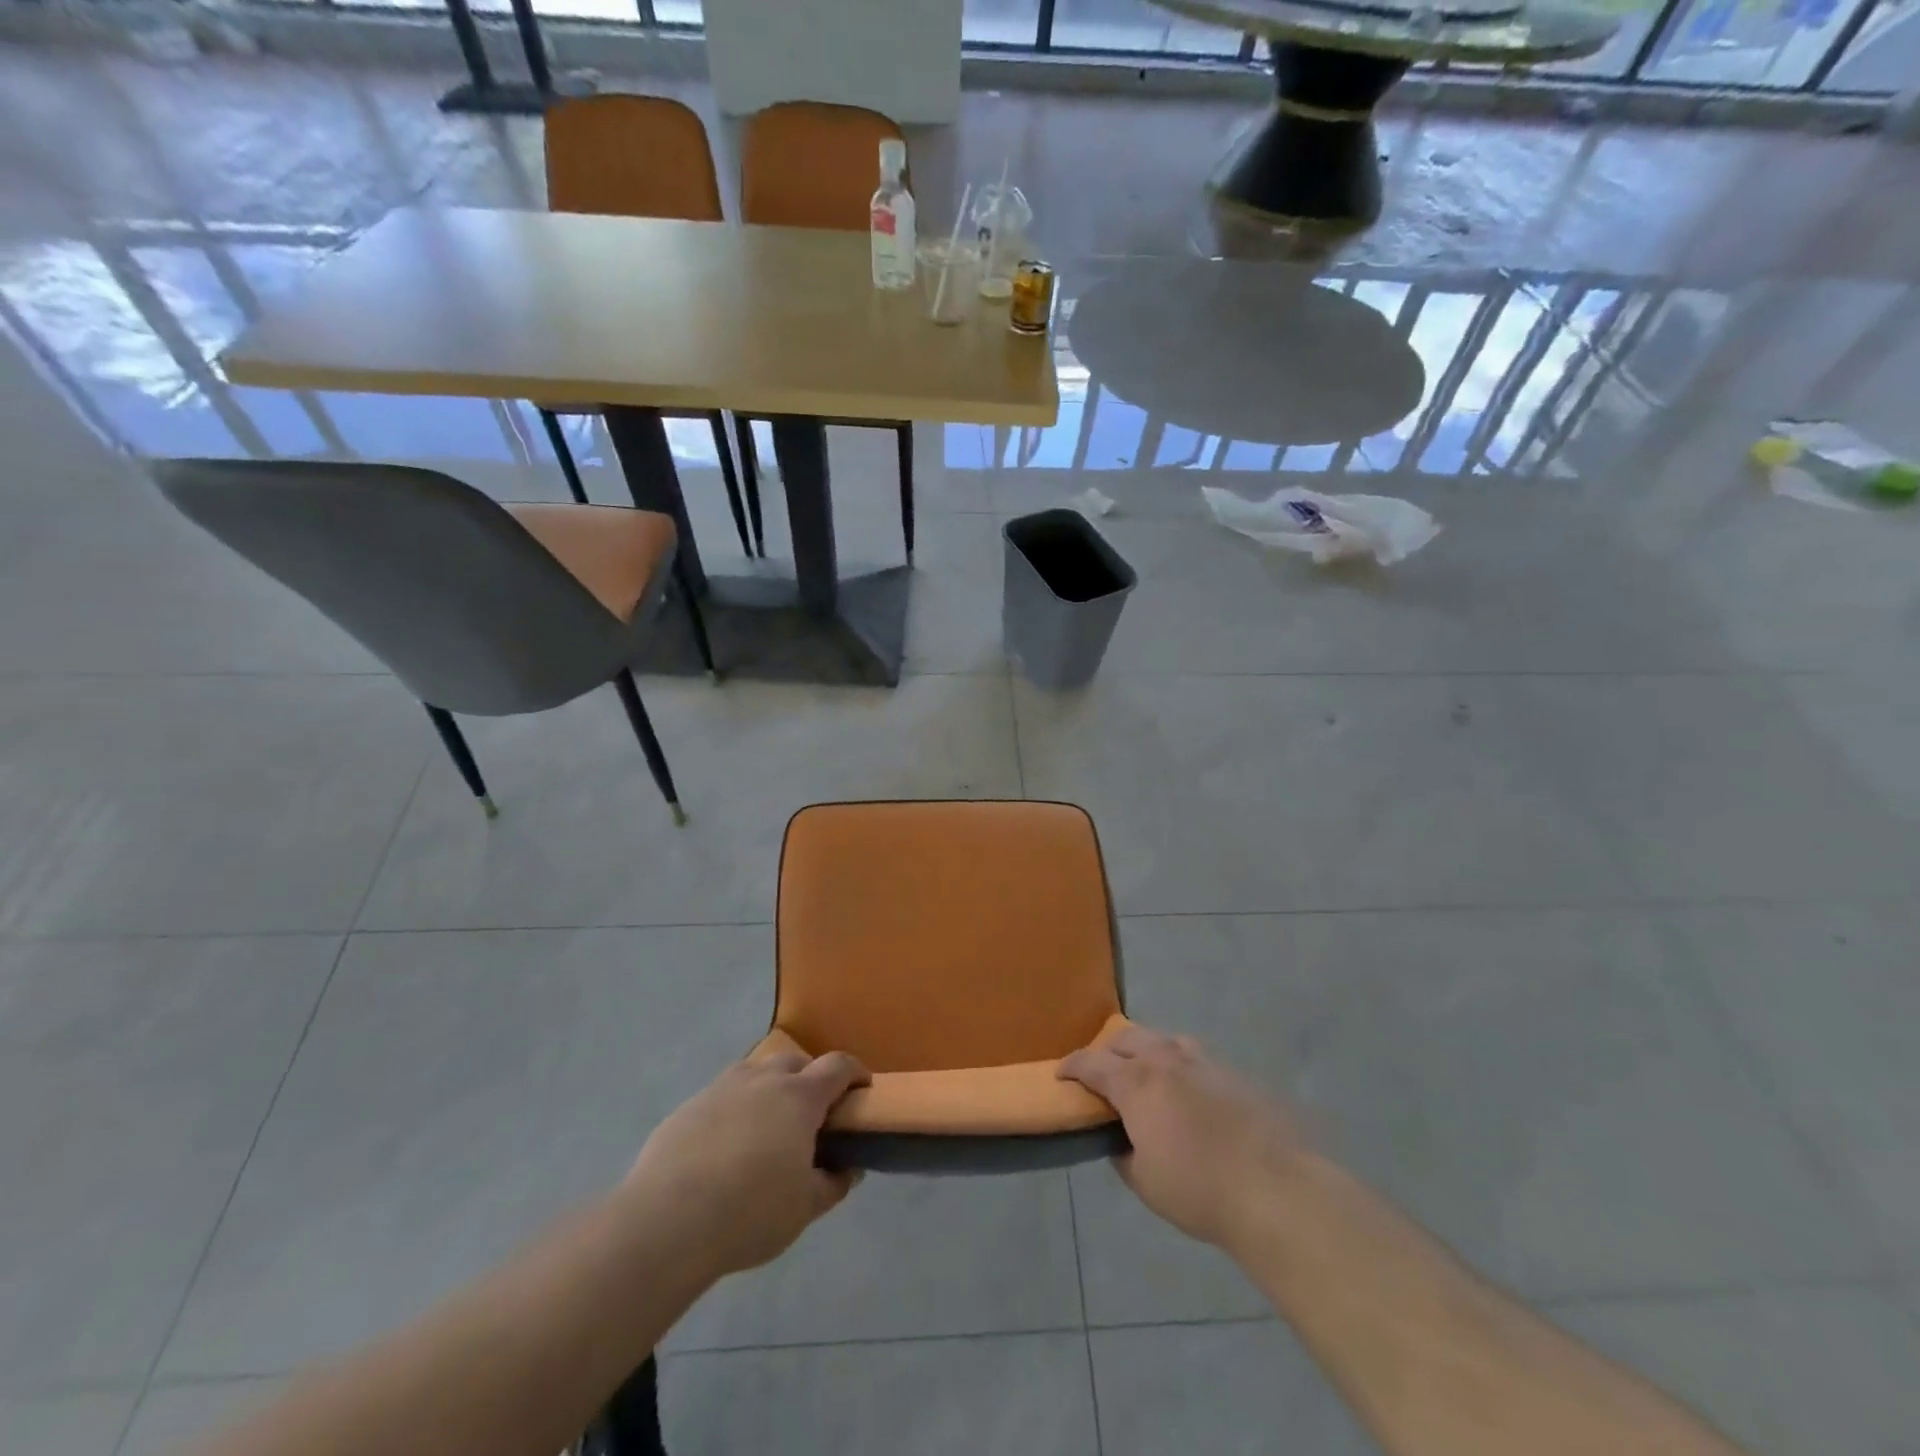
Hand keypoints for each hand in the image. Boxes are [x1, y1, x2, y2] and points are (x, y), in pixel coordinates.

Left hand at [621, 1051, 869, 1279]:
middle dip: (812, 1079)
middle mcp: (763, 1079)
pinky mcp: (690, 1105)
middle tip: (813, 1115)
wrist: (667, 1221)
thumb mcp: (805, 1207)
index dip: (855, 1073)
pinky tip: (727, 1144)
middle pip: (796, 1062)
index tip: (862, 1089)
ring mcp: (723, 1087)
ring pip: (757, 1072)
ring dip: (771, 1088)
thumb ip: (833, 1183)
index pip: (838, 1065)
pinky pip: (724, 1094)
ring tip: (768, 1126)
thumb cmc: (750, 1212)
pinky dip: (736, 1107)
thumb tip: (849, 1168)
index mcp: (799, 1096)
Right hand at [1059, 1026, 1305, 1251]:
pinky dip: (1180, 1066)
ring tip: (1147, 1074)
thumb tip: (1121, 1140)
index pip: (1091, 1062)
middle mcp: (1165, 1059)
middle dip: (1108, 1051)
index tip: (1061, 1074)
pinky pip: (1195, 1058)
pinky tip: (1189, 1093)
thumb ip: (1123, 1154)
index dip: (1072, 1066)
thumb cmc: (1199, 1189)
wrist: (1275, 1189)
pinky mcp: (1233, 1073)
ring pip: (1164, 1040)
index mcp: (1136, 1082)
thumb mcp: (1144, 1182)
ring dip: (1146, 1051)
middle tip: (1103, 1073)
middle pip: (1126, 1038)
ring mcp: (1203, 1061)